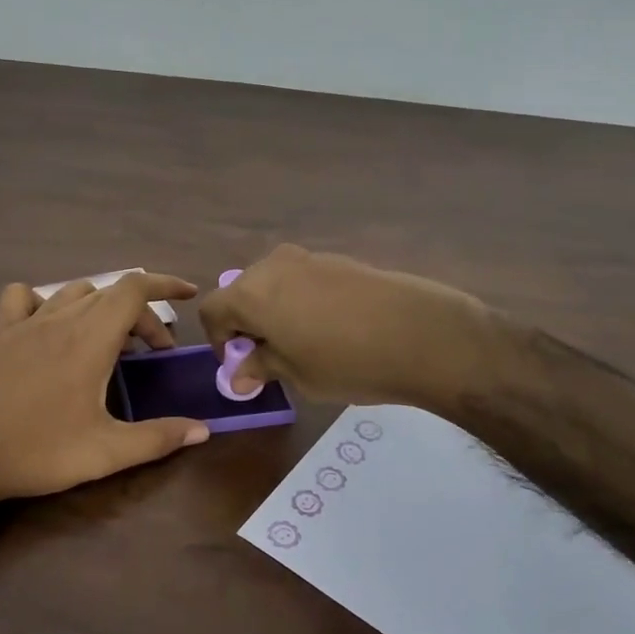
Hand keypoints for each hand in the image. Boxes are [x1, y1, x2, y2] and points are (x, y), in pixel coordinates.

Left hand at [0, 272, 209, 513]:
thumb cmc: (35, 452)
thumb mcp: (105, 452)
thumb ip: (158, 438)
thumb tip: (203, 431)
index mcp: (89, 339)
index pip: (134, 289)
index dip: (166, 284)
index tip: (189, 295)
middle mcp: (59, 319)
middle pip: (111, 294)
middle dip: (141, 315)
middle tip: (153, 353)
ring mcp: (24, 323)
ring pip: (73, 292)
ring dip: (101, 308)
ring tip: (111, 341)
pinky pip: (25, 298)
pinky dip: (46, 301)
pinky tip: (50, 327)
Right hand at [197, 244, 491, 410]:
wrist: (421, 333)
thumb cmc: (347, 362)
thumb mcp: (297, 374)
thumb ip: (262, 367)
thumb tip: (239, 375)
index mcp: (251, 293)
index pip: (213, 310)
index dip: (219, 340)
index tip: (240, 365)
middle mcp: (273, 267)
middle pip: (242, 291)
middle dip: (247, 323)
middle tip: (269, 356)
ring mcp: (308, 258)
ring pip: (273, 283)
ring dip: (275, 310)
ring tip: (302, 343)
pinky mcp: (339, 259)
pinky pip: (303, 279)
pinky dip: (301, 300)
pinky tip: (331, 327)